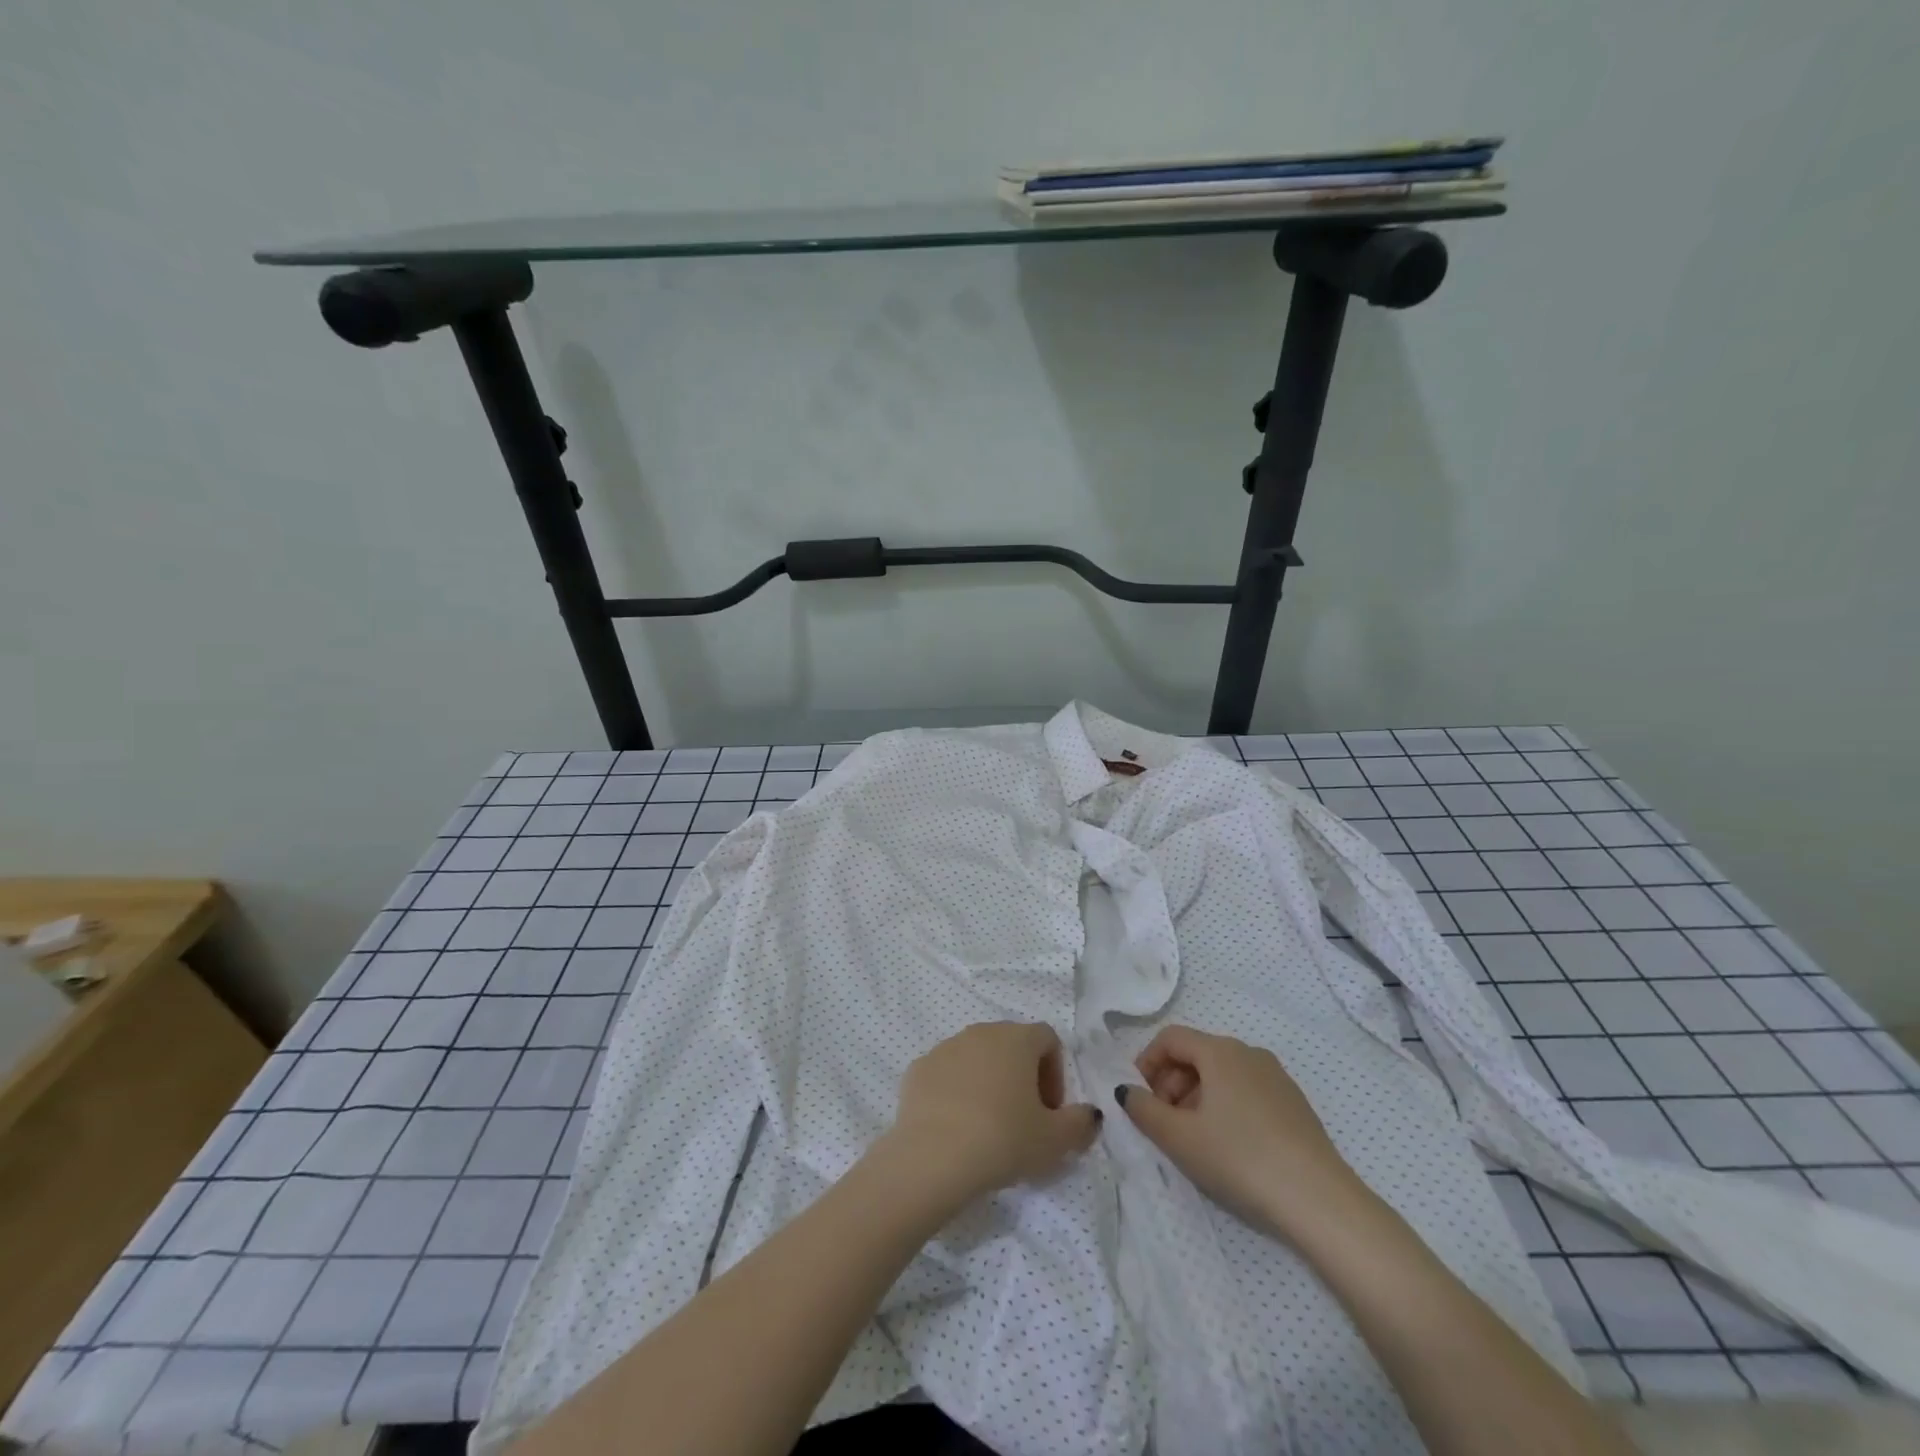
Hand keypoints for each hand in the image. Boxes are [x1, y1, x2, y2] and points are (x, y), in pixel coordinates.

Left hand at [880, 1022, 1101, 1206]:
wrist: (933, 1157)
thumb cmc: (1003, 1140)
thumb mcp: (1055, 1141)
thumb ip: (1081, 1123)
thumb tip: (1090, 1114)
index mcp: (1017, 1038)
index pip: (1048, 1039)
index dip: (1055, 1073)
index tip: (1050, 1111)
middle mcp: (981, 1032)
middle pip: (1011, 1045)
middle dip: (1022, 1077)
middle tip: (1024, 1120)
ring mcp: (946, 1047)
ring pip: (977, 1057)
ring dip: (988, 1082)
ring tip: (988, 1126)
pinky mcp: (918, 1068)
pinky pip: (946, 1074)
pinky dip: (956, 1092)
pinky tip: (956, 1127)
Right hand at [1118, 1025, 1359, 1236]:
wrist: (1319, 1200)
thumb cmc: (1240, 1158)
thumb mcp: (1180, 1138)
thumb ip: (1144, 1110)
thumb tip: (1127, 1091)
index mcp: (1219, 1051)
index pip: (1170, 1038)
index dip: (1147, 1062)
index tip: (1139, 1098)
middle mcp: (1248, 1052)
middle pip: (1196, 1054)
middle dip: (1171, 1083)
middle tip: (1163, 1122)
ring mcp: (1276, 1077)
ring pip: (1222, 1074)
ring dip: (1197, 1097)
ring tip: (1193, 1139)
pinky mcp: (1295, 1104)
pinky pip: (1247, 1091)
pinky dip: (1226, 1106)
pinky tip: (1229, 1147)